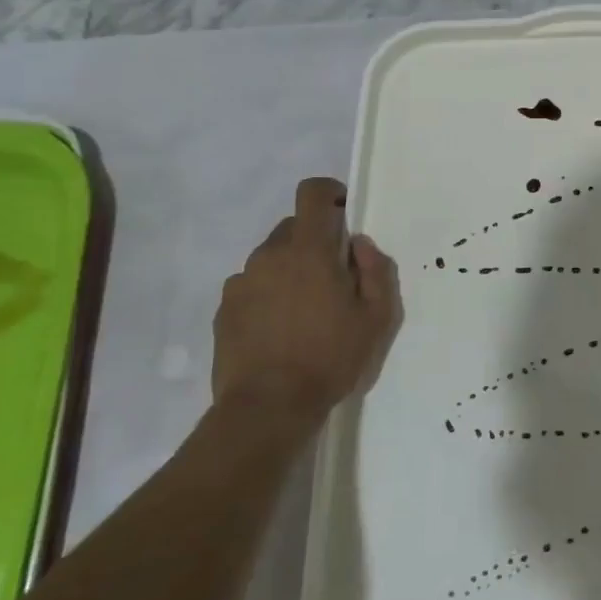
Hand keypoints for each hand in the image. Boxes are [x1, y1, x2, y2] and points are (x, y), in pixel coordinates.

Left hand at [212, 178, 401, 424]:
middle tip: (333, 279)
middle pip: (293, 226)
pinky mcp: (224, 307)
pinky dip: (268, 294)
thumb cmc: (330, 357)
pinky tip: (280, 329)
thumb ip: (376, 270)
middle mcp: (270, 255)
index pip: (312, 193)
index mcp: (309, 250)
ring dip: (291, 269)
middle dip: (315, 241)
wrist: (268, 406)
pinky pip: (252, 285)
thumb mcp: (376, 317)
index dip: (329, 194)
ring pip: (272, 257)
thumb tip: (359, 245)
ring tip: (305, 311)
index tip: (343, 215)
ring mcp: (242, 281)